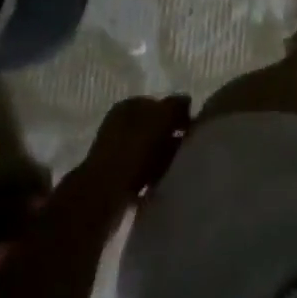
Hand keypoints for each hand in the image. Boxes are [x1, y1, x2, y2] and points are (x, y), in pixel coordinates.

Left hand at [75, 94, 192, 209]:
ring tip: (176, 168)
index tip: (192, 128)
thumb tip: (186, 102)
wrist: (104, 195)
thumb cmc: (134, 148)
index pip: (158, 104)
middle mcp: (120, 126)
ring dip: (164, 160)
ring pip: (150, 153)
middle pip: (154, 129)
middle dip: (171, 138)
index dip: (176, 114)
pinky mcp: (116, 180)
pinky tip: (163, 183)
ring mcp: (116, 154)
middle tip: (187, 149)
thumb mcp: (162, 117)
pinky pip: (143, 175)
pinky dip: (153, 178)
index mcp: (128, 106)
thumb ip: (176, 106)